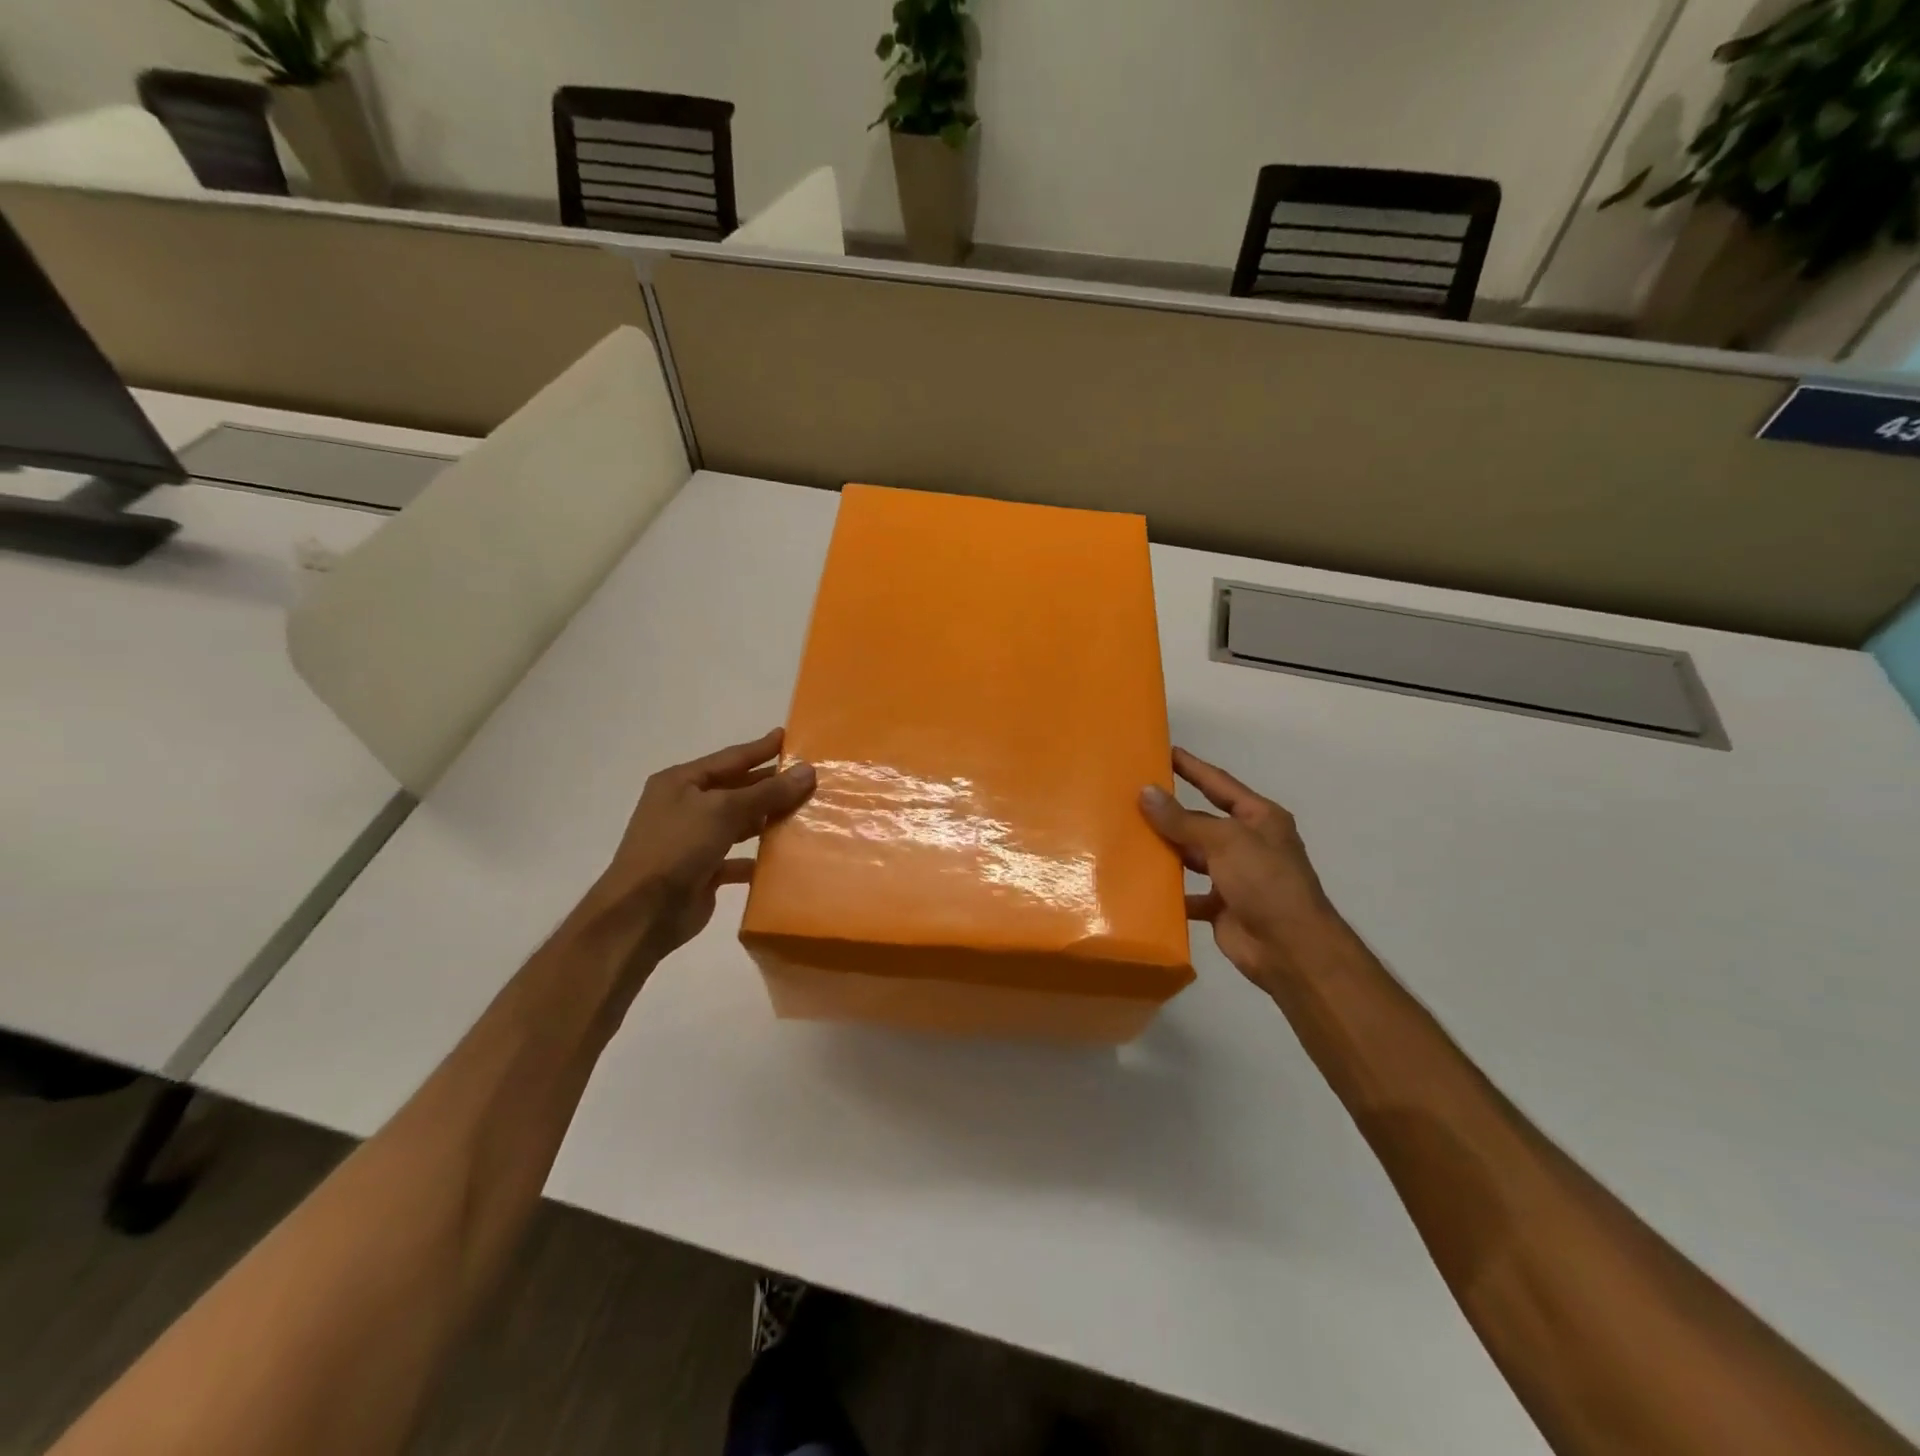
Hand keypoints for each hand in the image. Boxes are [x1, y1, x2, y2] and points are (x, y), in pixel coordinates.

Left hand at [586, 728, 815, 963]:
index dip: (760, 748)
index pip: (730, 758)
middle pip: (736, 789)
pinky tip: (785, 858)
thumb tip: (808, 771)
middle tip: (809, 778)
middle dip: (770, 785)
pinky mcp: (703, 871)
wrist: (643, 912)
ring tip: (805, 813)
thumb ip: (767, 792)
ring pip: (739, 823)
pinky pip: (738, 860)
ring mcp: (694, 840)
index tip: (788, 736)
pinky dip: (759, 859)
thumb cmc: (678, 846)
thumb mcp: (723, 810)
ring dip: (768, 820)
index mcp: (681, 782)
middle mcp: (686, 807)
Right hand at [1139, 748, 1341, 997]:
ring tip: (1127, 836)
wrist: (1290, 949)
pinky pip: (1188, 893)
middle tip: (1131, 796)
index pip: (1219, 784)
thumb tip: (1145, 791)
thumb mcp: (1225, 841)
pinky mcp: (1221, 906)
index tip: (1164, 751)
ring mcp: (1234, 876)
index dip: (1193, 767)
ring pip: (1192, 856)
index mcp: (1259, 819)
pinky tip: (1139, 884)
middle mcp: (1247, 843)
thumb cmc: (1265, 882)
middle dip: (1170, 812)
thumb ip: (1183, 819)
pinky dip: (1168, 892)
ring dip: (1166, 850)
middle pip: (1201, 821)